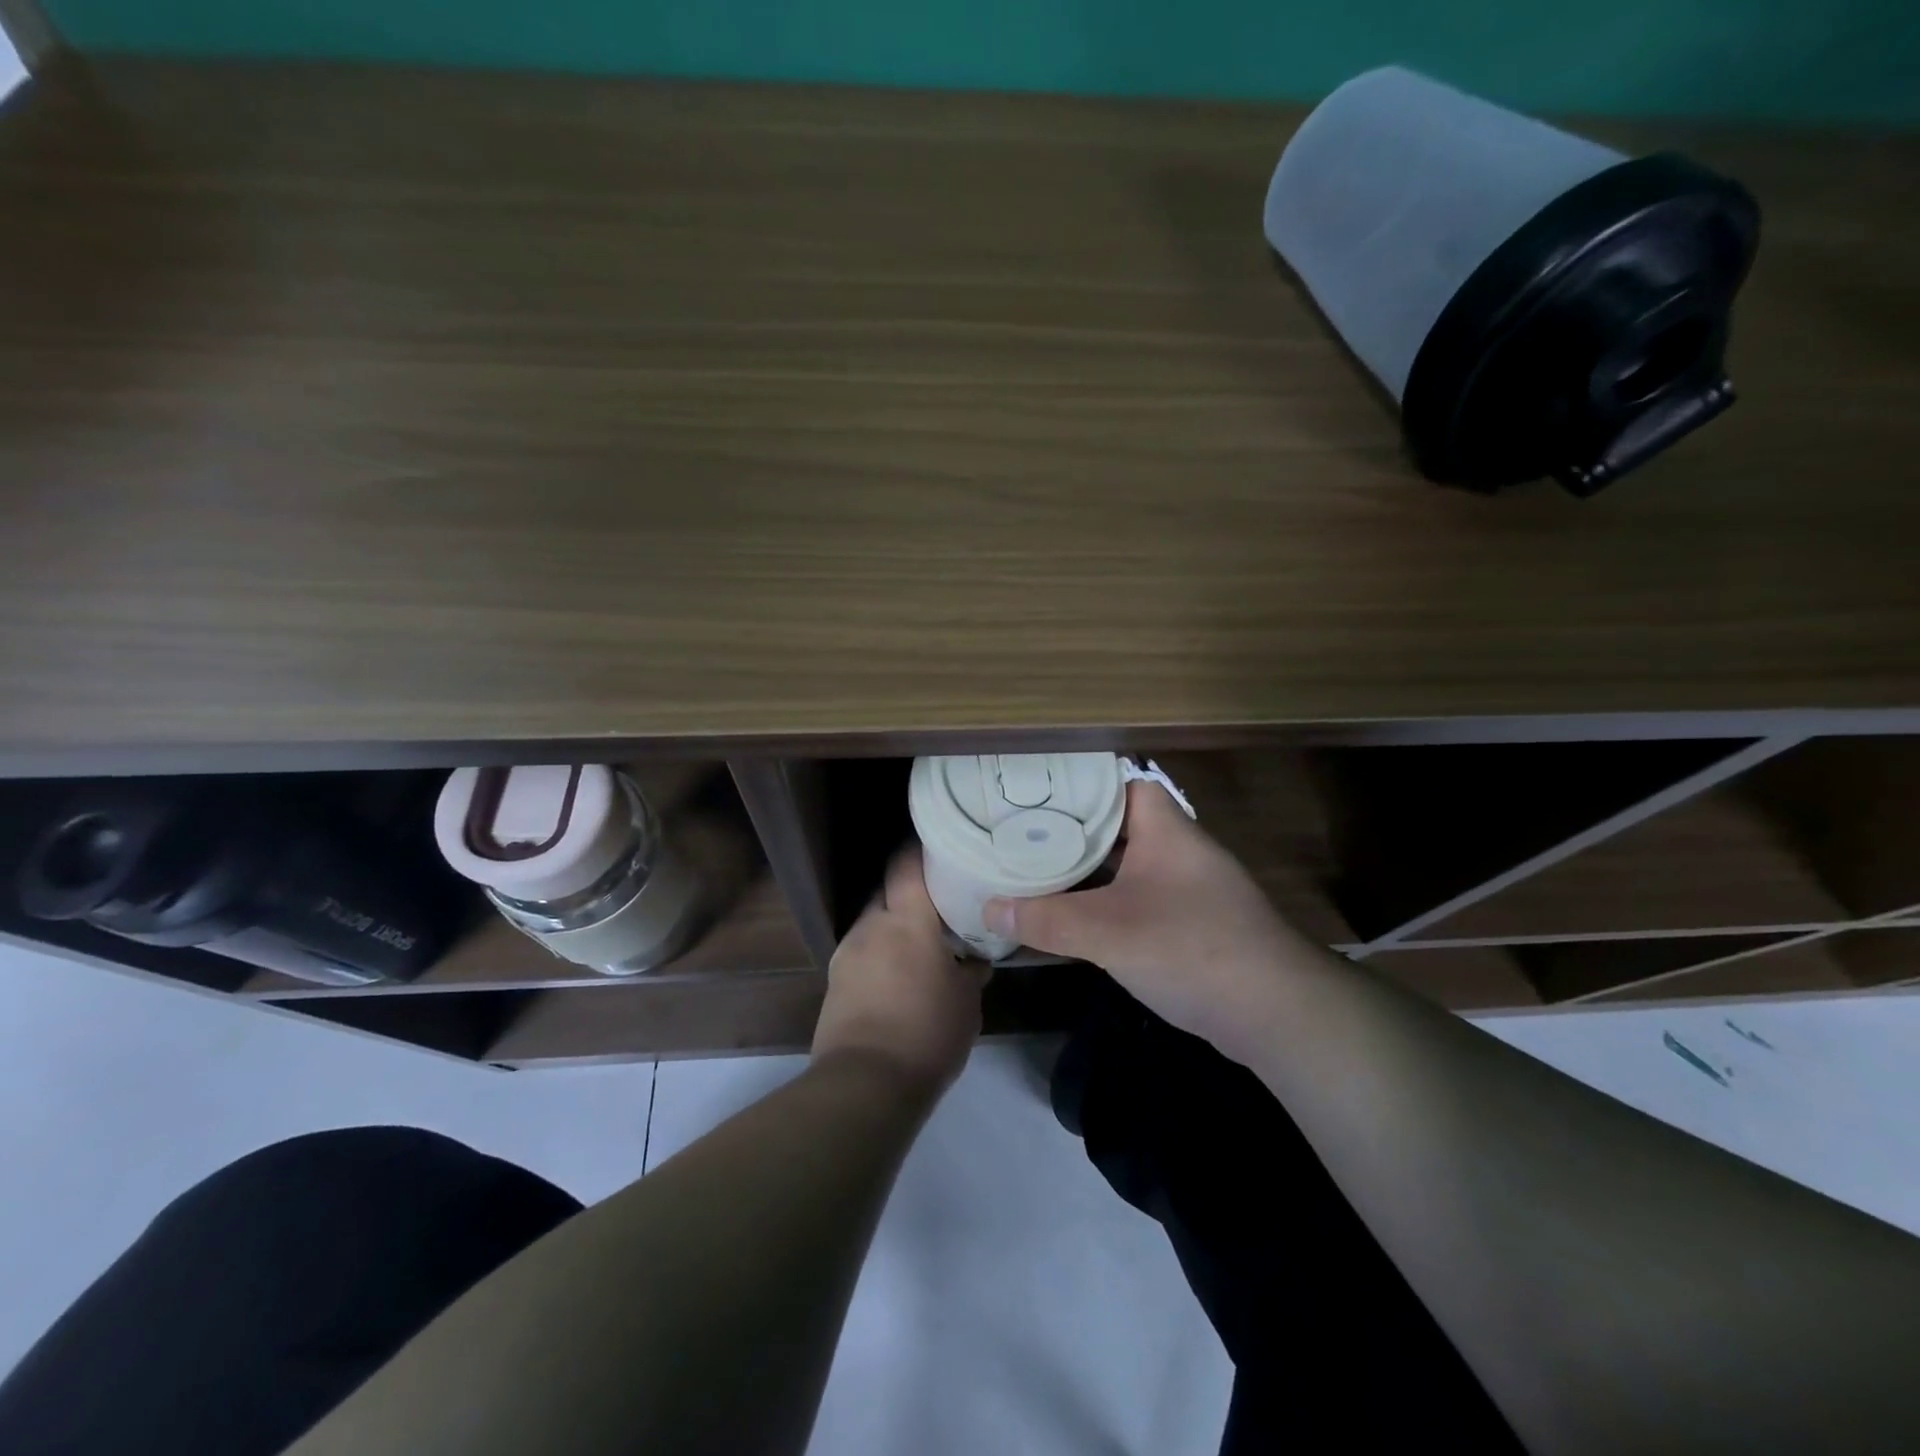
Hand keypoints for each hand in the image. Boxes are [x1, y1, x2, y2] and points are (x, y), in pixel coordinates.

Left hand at [814, 847, 988, 1092]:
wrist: (865, 1084)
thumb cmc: (927, 1032)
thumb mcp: (966, 1002)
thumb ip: (971, 971)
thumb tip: (975, 960)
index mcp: (906, 920)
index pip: (906, 865)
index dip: (920, 851)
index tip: (939, 848)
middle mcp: (871, 927)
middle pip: (886, 892)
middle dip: (908, 896)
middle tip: (936, 907)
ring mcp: (847, 954)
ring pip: (872, 925)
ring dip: (892, 929)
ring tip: (917, 948)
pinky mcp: (834, 983)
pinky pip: (861, 954)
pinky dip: (878, 956)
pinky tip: (897, 979)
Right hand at [984, 781, 1301, 1062]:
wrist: (1277, 1013)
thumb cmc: (1190, 948)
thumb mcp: (1108, 933)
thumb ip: (1047, 920)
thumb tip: (989, 910)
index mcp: (1165, 830)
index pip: (1120, 784)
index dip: (1079, 785)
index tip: (1034, 793)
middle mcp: (1179, 851)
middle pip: (1118, 827)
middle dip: (1072, 832)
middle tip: (1021, 834)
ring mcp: (1190, 889)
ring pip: (1128, 867)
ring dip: (1089, 872)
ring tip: (1036, 870)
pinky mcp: (1194, 925)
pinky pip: (1140, 900)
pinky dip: (1108, 904)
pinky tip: (1075, 918)